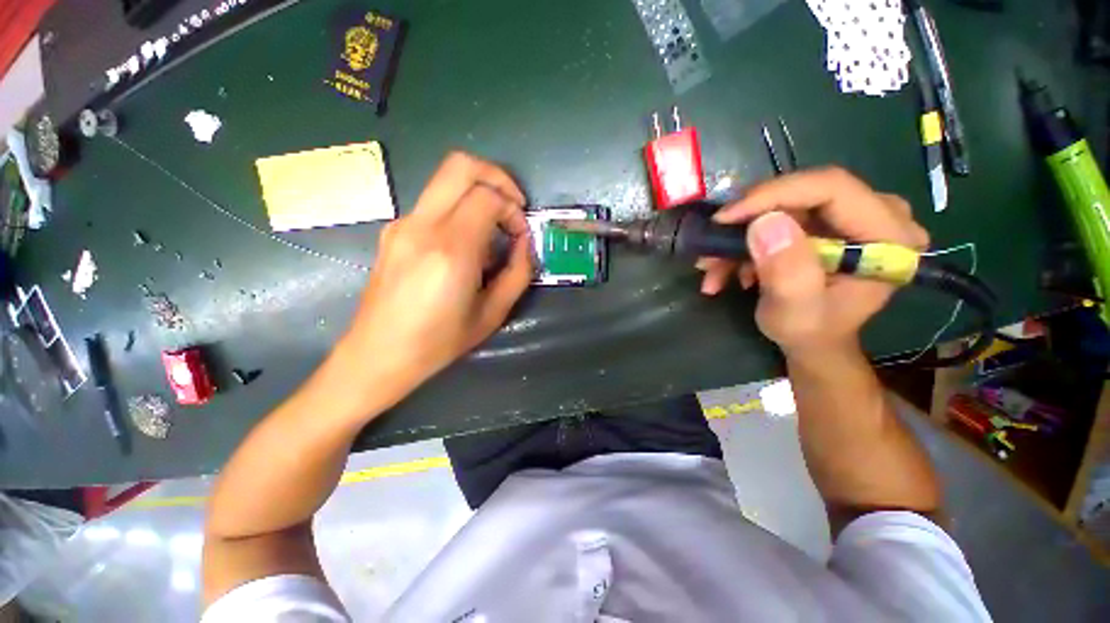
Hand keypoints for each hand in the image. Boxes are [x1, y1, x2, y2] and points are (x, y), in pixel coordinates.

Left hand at [342, 152, 532, 394]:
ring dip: (478, 193)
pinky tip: (465, 244)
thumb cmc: (439, 341)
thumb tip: (525, 242)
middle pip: (461, 165)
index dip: (514, 209)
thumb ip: (518, 272)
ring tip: (492, 231)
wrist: (378, 353)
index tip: (521, 234)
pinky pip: (434, 203)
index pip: (488, 197)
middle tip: (513, 206)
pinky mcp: (394, 230)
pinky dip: (460, 209)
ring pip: (446, 179)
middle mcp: (422, 226)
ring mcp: (403, 224)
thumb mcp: (492, 313)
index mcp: (450, 250)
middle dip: (497, 177)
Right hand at [699, 168, 928, 359]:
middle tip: (713, 242)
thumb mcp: (795, 312)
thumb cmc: (810, 333)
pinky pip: (779, 217)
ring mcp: (851, 216)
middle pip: (805, 192)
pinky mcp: (827, 222)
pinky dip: (746, 242)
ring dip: (741, 236)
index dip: (773, 195)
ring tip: (712, 267)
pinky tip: (726, 268)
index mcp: (889, 237)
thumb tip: (765, 222)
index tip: (725, 218)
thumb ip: (787, 272)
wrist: (814, 341)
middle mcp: (879, 215)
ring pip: (784, 205)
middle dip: (750, 218)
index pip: (832, 188)